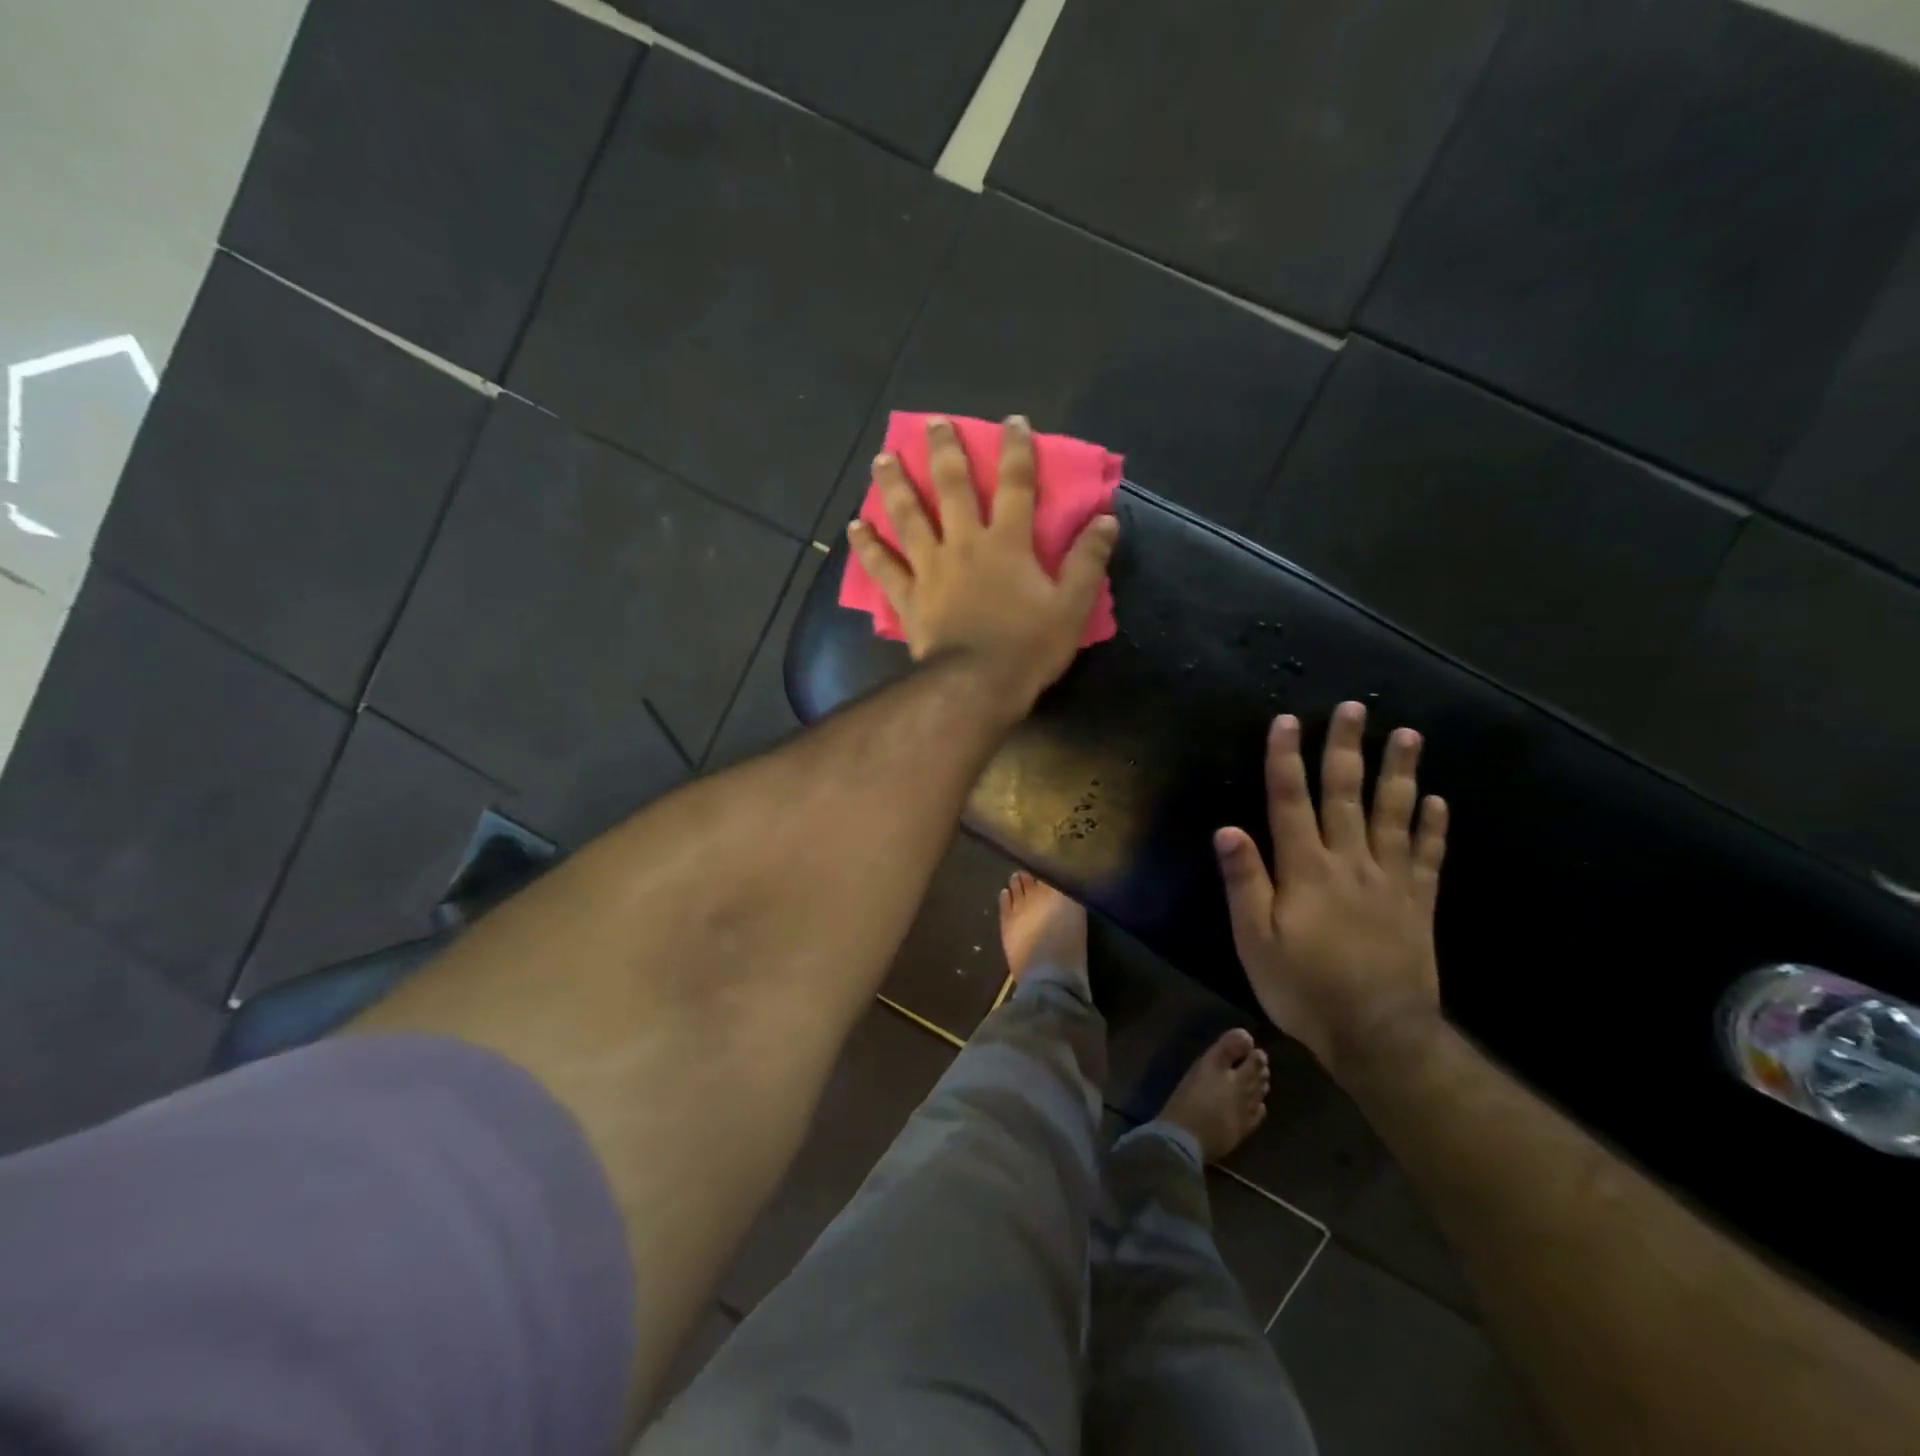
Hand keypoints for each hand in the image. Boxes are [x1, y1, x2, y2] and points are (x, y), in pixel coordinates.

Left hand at [848, 416, 1117, 715]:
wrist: (977, 685)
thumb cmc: (1028, 647)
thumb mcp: (1072, 606)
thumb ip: (1087, 561)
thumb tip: (1106, 520)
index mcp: (1007, 544)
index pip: (1016, 485)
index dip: (1017, 450)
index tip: (1013, 421)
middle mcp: (964, 545)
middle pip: (952, 488)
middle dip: (944, 452)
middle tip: (933, 424)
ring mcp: (930, 569)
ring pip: (909, 518)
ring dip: (895, 485)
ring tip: (881, 459)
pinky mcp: (908, 597)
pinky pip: (883, 567)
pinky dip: (867, 547)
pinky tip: (854, 527)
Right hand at [1214, 703, 1448, 1077]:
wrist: (1379, 1035)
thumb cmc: (1305, 988)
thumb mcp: (1255, 941)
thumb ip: (1245, 883)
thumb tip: (1228, 829)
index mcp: (1306, 870)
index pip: (1290, 802)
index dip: (1286, 759)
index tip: (1287, 721)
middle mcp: (1350, 863)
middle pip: (1346, 795)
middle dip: (1346, 749)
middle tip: (1354, 709)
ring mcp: (1390, 881)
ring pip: (1394, 815)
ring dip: (1399, 772)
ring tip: (1408, 735)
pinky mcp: (1418, 903)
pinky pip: (1427, 856)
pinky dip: (1432, 826)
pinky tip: (1437, 800)